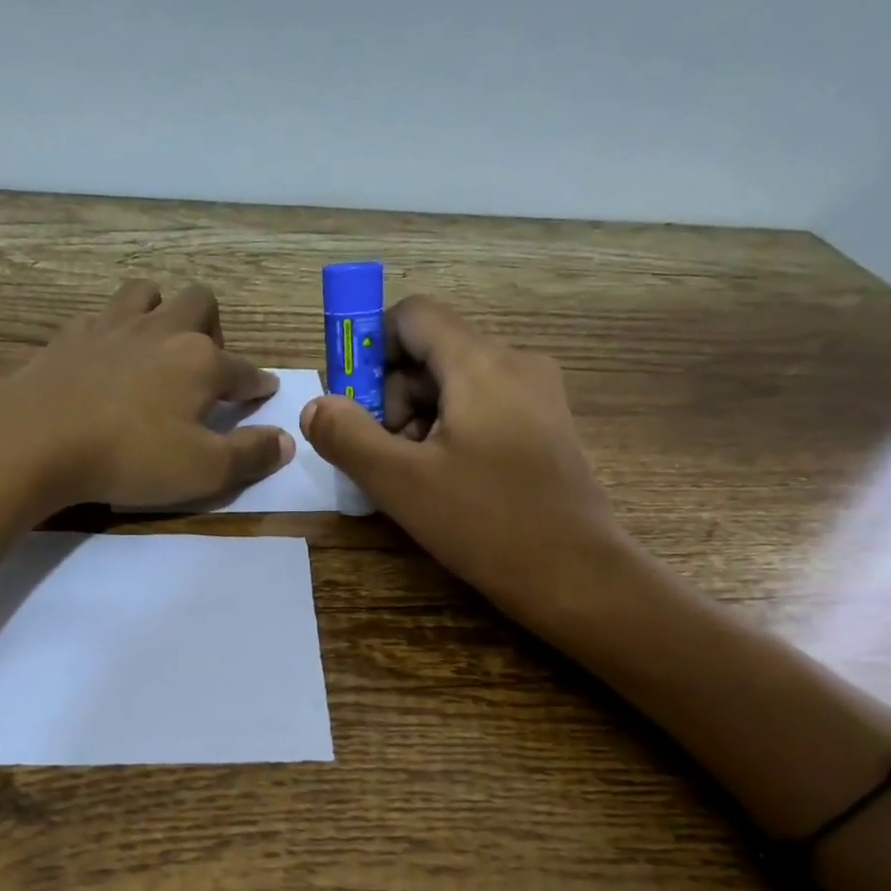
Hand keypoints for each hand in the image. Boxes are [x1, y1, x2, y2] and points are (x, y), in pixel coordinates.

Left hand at [0, 280, 292, 511]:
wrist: (37, 440)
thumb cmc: (131, 456)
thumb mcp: (203, 470)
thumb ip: (250, 454)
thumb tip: (286, 441)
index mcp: (200, 361)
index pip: (243, 369)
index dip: (257, 383)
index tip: (263, 393)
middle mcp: (162, 331)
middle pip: (199, 303)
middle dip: (212, 328)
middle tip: (205, 366)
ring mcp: (112, 327)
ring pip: (147, 293)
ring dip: (161, 311)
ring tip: (158, 346)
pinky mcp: (71, 336)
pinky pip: (102, 315)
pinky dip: (115, 329)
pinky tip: (108, 354)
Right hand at [299, 296, 628, 628]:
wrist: (575, 574)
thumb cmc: (485, 522)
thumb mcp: (401, 482)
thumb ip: (348, 437)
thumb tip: (315, 407)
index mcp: (481, 363)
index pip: (413, 315)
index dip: (370, 346)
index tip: (351, 401)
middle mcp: (515, 363)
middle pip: (432, 353)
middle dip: (391, 397)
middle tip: (379, 454)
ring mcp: (538, 396)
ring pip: (457, 385)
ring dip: (418, 420)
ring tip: (410, 477)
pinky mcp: (546, 428)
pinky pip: (484, 409)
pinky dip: (450, 432)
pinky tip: (443, 482)